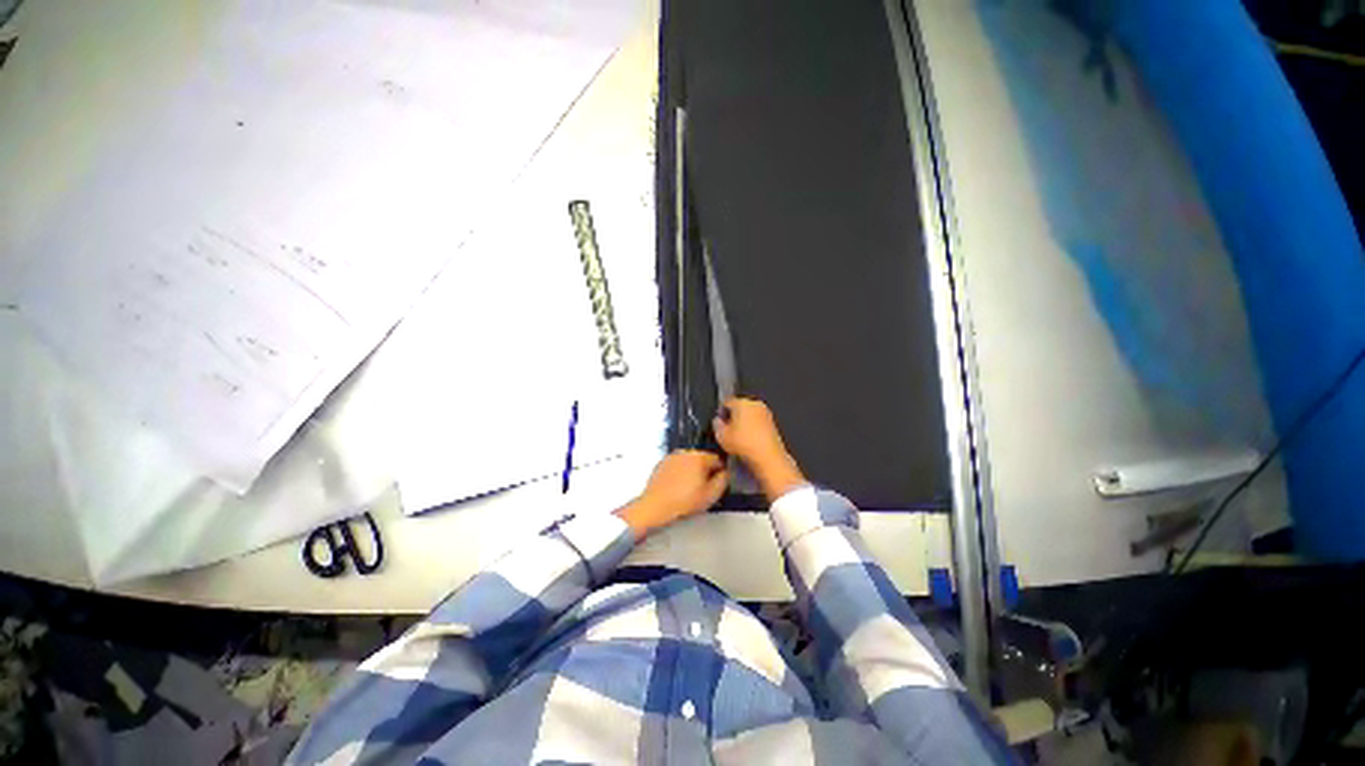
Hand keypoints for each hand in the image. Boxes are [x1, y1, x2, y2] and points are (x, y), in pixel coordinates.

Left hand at [616, 451, 727, 539]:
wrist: (655, 506)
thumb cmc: (685, 502)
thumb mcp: (711, 495)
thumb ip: (723, 480)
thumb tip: (725, 472)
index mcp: (699, 456)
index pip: (717, 459)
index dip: (720, 471)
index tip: (717, 484)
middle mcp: (685, 451)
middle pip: (703, 458)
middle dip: (705, 470)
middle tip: (704, 488)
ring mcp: (672, 456)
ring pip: (689, 461)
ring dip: (692, 470)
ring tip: (690, 488)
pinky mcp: (662, 463)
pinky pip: (677, 465)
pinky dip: (680, 472)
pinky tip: (678, 486)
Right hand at [713, 397, 805, 502]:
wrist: (769, 458)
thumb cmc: (743, 444)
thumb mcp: (721, 436)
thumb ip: (717, 425)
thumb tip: (718, 420)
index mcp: (742, 402)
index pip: (727, 402)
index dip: (720, 413)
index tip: (718, 424)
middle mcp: (755, 404)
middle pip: (740, 407)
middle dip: (733, 417)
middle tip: (727, 432)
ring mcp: (766, 414)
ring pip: (750, 416)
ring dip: (744, 424)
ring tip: (738, 439)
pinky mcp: (773, 425)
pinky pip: (758, 424)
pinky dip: (753, 430)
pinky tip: (748, 442)